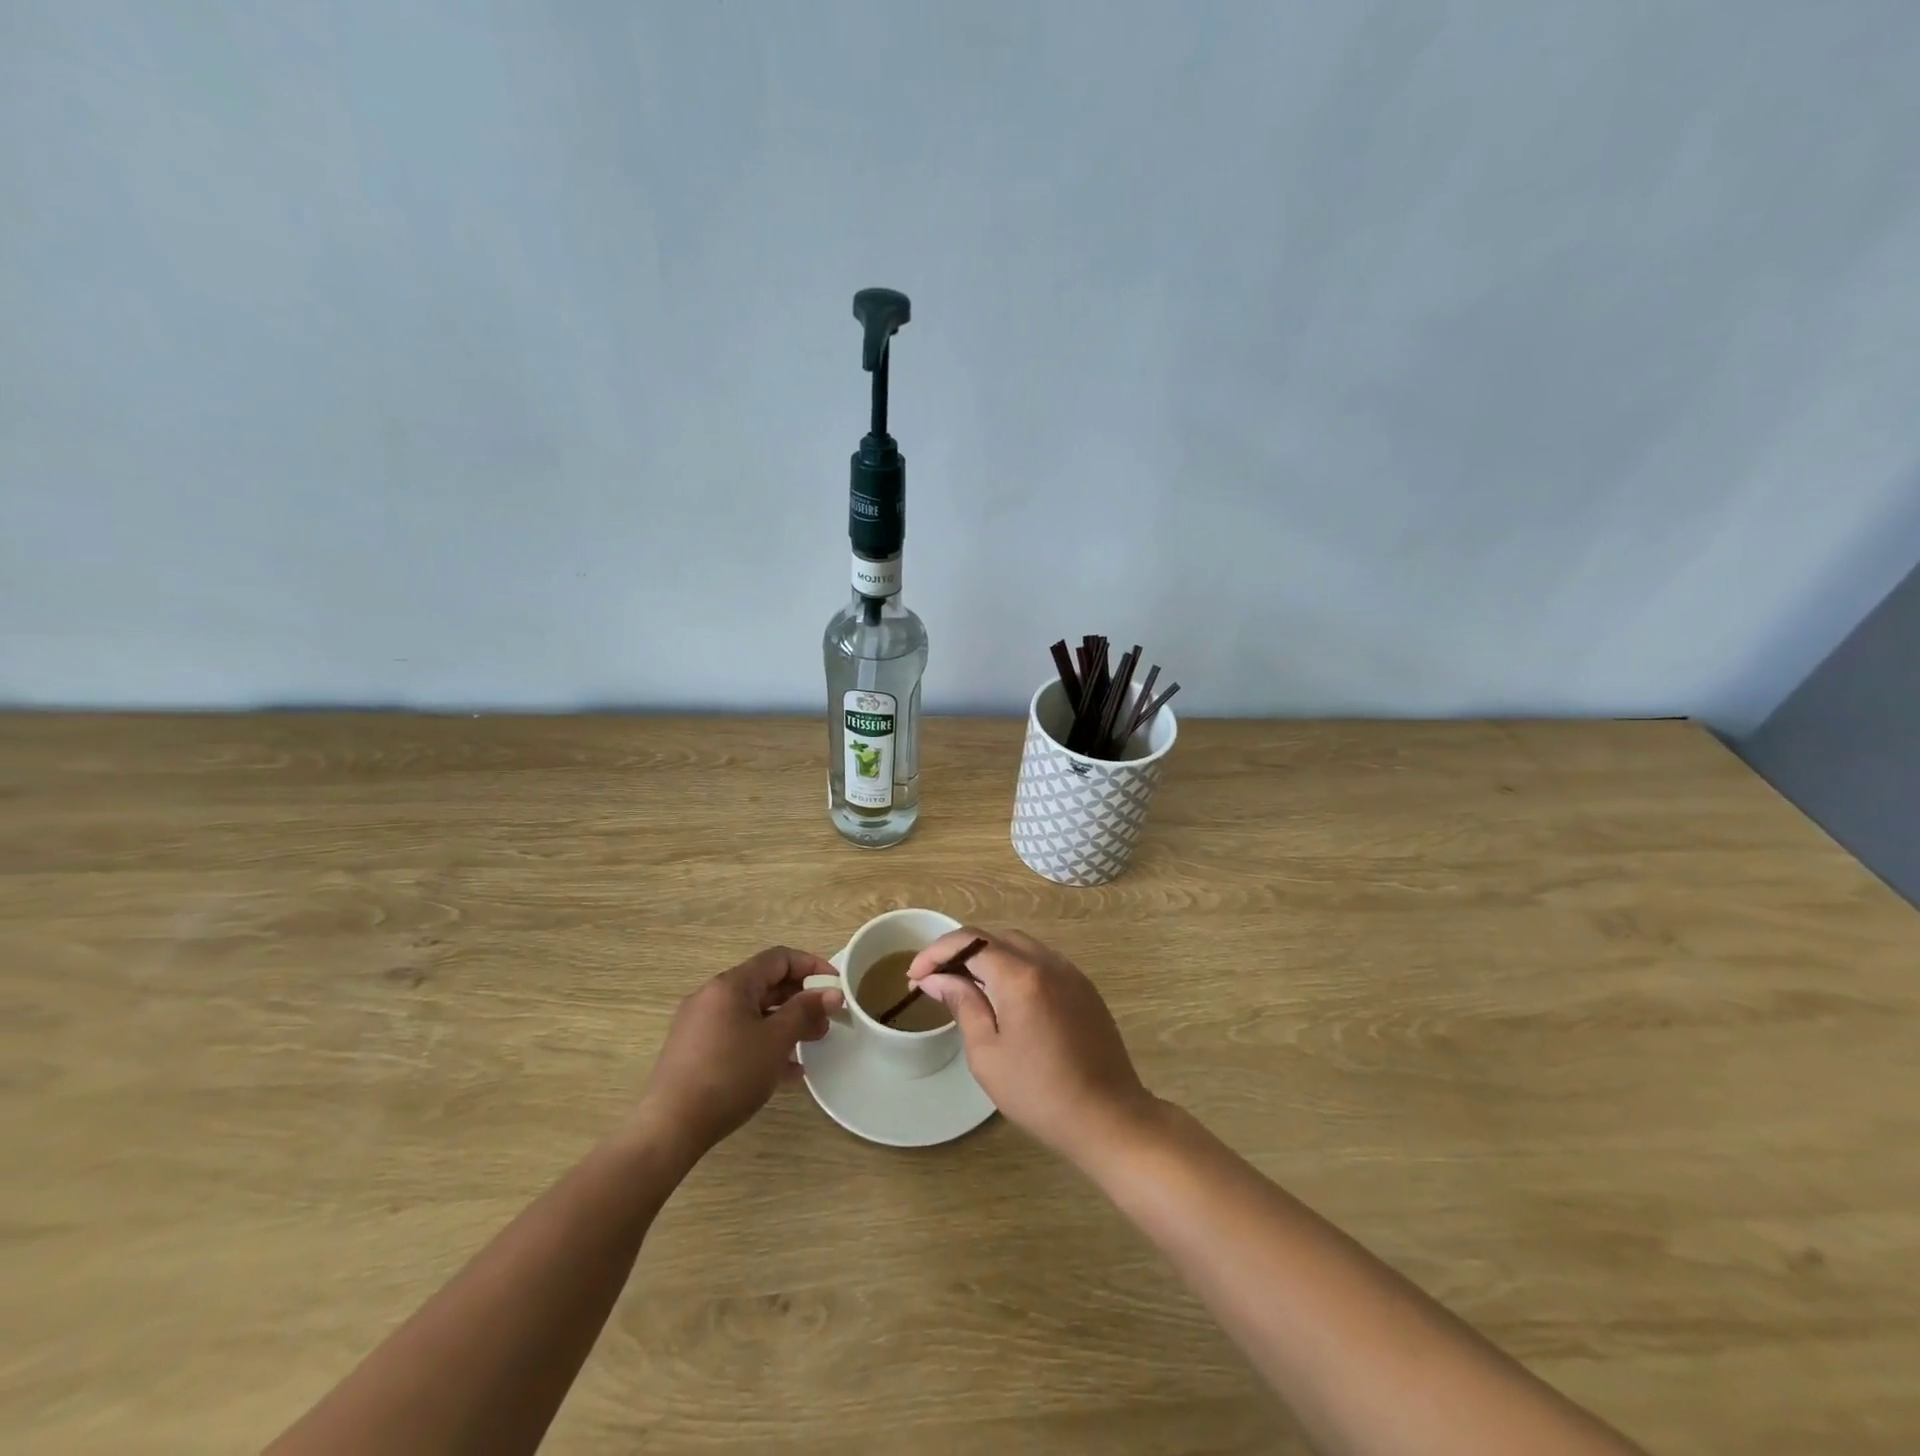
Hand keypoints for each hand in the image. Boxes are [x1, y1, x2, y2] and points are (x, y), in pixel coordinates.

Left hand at [638, 946, 843, 1156]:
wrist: (670, 1128)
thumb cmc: (729, 1074)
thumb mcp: (775, 1041)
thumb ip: (806, 1011)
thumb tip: (833, 992)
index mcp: (731, 984)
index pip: (779, 958)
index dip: (812, 966)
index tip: (836, 987)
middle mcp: (713, 996)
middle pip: (766, 985)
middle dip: (801, 999)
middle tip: (827, 1022)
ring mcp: (701, 1025)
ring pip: (753, 1013)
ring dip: (785, 1023)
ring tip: (812, 1044)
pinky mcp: (695, 1052)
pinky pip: (738, 1035)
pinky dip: (764, 1043)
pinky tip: (787, 1070)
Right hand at [908, 928, 1154, 1163]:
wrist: (1108, 1116)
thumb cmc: (1039, 1093)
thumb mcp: (988, 1054)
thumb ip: (963, 1005)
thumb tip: (937, 979)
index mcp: (1020, 976)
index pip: (970, 942)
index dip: (936, 952)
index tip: (915, 975)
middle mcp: (1047, 962)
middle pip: (994, 937)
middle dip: (960, 950)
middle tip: (936, 979)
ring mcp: (1070, 972)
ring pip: (1019, 945)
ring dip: (988, 955)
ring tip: (965, 984)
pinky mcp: (1083, 987)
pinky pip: (1041, 960)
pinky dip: (1014, 965)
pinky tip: (1003, 994)